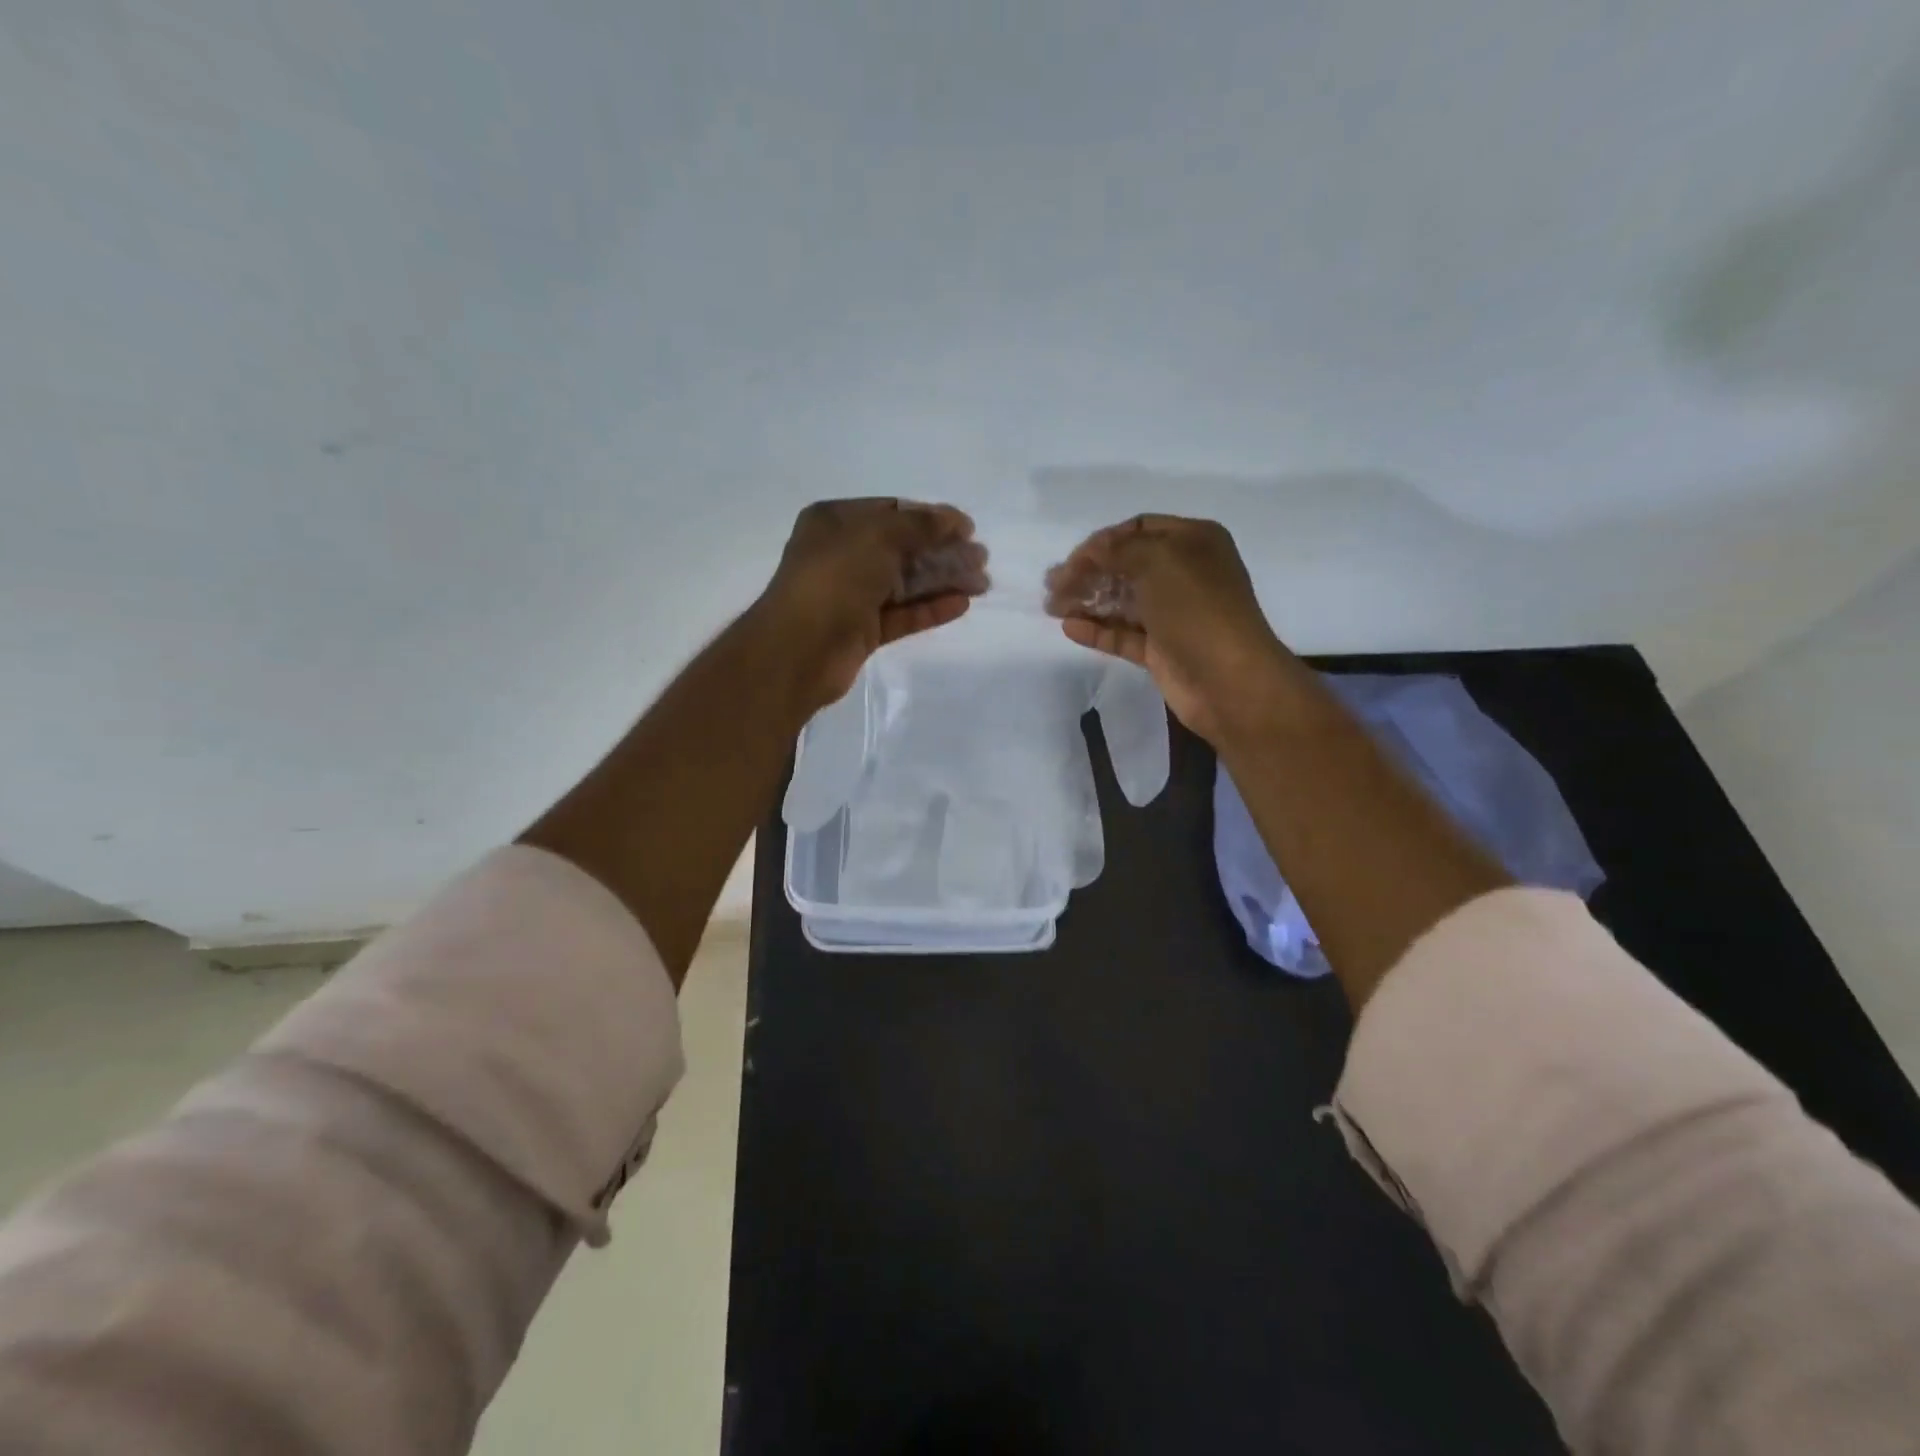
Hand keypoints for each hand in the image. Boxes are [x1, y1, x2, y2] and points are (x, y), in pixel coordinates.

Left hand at [759, 498, 989, 711]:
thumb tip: (955, 520)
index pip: (892, 511)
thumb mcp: (878, 536)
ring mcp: (852, 595)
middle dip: (943, 551)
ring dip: (943, 580)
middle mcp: (842, 555)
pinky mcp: (862, 630)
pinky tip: (960, 604)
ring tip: (981, 583)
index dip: (932, 518)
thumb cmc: (834, 579)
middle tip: (981, 559)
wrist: (799, 649)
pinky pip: (902, 614)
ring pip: (905, 583)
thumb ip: (920, 525)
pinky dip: (930, 608)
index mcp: (835, 522)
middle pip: (903, 548)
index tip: (968, 528)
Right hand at [1044, 514, 1308, 745]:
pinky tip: (1069, 627)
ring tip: (1052, 607)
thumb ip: (1118, 549)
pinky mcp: (1161, 650)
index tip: (1071, 560)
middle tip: (1052, 586)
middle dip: (1088, 572)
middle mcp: (1184, 574)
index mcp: (1193, 542)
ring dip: (1087, 601)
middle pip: (1126, 566)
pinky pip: (1123, 635)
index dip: (1103, 541)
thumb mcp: (1158, 561)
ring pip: (1122, 601)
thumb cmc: (1197, 609)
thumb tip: (1090, 551)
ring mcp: (1173, 615)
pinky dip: (1097, 630)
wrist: (1229, 680)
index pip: (1139, 529)